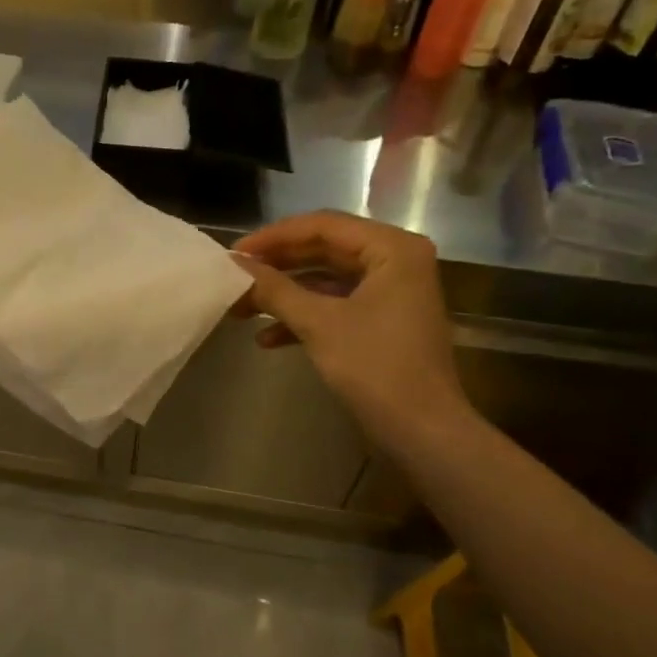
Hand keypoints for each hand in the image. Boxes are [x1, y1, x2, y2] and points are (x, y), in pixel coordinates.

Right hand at [233, 211, 466, 442]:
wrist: (422, 430)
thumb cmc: (375, 367)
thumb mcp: (318, 323)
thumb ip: (275, 289)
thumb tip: (234, 265)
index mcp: (392, 248)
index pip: (323, 225)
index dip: (274, 237)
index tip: (234, 254)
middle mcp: (396, 260)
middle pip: (323, 250)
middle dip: (277, 267)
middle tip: (235, 277)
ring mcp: (390, 292)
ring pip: (325, 280)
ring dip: (284, 294)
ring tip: (242, 308)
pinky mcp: (382, 321)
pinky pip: (336, 305)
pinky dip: (303, 317)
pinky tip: (266, 339)